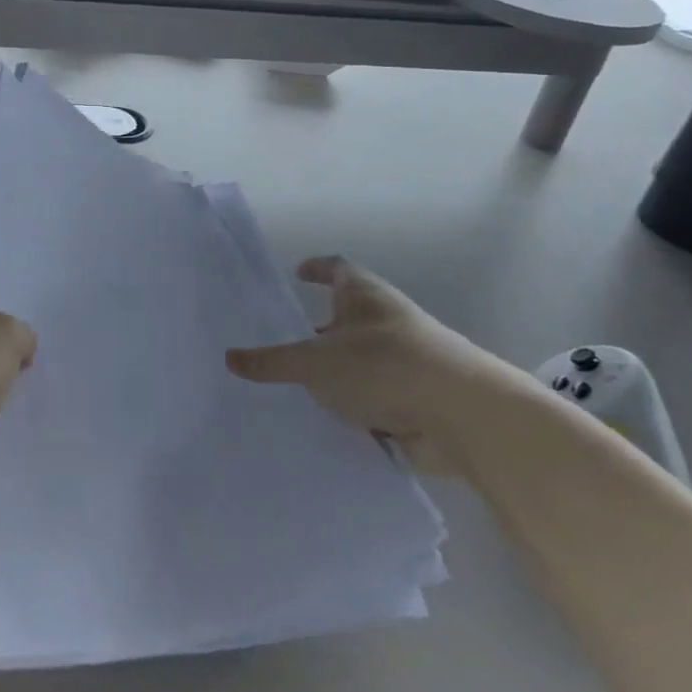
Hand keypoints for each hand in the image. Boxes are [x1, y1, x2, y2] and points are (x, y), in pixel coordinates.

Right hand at [226, 256, 527, 477]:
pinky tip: (327, 422)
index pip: (337, 268)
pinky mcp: (415, 398)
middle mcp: (386, 321)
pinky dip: (353, 405)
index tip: (298, 273)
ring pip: (360, 360)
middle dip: (319, 329)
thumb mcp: (315, 363)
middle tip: (283, 340)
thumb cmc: (382, 366)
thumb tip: (229, 358)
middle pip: (348, 316)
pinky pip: (374, 396)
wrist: (462, 416)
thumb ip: (272, 362)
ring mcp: (404, 360)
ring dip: (336, 371)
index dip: (318, 268)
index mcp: (364, 296)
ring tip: (297, 387)